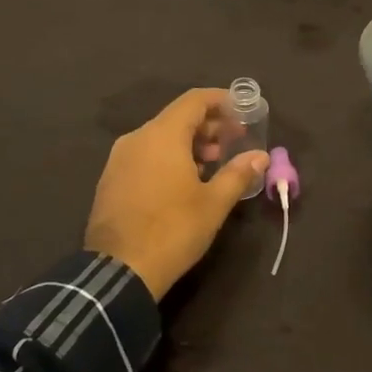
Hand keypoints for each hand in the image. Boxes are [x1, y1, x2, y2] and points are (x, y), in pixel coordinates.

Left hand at [85, 88, 268, 299]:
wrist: (118, 271)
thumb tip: (261, 156)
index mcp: (162, 135)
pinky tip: (184, 181)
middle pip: (177, 117)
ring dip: (189, 143)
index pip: (194, 100)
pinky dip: (168, 157)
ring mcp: (119, 159)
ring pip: (160, 137)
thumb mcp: (213, 204)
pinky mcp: (111, 179)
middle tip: (234, 141)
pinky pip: (145, 154)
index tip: (242, 110)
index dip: (221, 100)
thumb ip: (238, 173)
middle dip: (209, 125)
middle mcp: (137, 138)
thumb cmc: (173, 230)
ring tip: (213, 163)